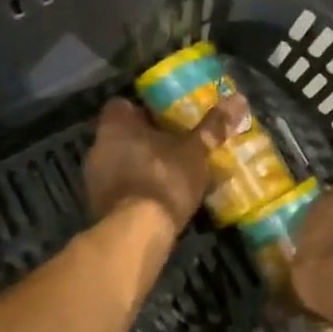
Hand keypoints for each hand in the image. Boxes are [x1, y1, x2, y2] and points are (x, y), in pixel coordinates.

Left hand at [85, 95, 251, 233]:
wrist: (137, 233)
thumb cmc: (164, 179)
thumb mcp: (195, 151)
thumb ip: (213, 126)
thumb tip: (238, 98)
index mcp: (115, 125)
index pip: (122, 105)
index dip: (143, 109)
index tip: (164, 118)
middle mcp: (98, 146)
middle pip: (121, 135)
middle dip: (144, 139)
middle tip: (173, 144)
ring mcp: (94, 178)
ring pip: (119, 161)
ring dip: (139, 165)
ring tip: (169, 172)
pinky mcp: (98, 205)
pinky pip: (119, 187)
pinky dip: (135, 189)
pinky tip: (157, 197)